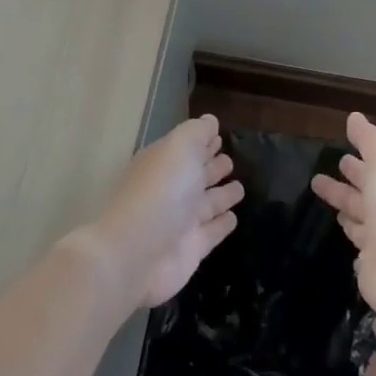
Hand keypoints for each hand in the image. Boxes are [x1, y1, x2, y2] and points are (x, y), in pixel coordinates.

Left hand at [85, 115, 244, 307]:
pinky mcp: (191, 249)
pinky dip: (223, 224)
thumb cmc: (160, 192)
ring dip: (222, 195)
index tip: (219, 135)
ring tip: (240, 187)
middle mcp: (171, 190)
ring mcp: (180, 221)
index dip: (202, 141)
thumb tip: (211, 120)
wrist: (136, 254)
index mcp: (163, 163)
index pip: (186, 148)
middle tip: (230, 161)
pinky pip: (212, 231)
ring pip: (207, 203)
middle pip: (195, 175)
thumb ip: (197, 133)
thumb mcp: (179, 149)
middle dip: (212, 167)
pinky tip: (234, 217)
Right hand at [312, 112, 375, 318]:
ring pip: (358, 217)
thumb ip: (370, 140)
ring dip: (343, 206)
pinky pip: (358, 244)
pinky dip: (349, 233)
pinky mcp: (371, 262)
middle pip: (364, 194)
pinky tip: (337, 229)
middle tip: (318, 176)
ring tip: (321, 196)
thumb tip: (354, 117)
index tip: (340, 155)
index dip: (360, 161)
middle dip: (346, 183)